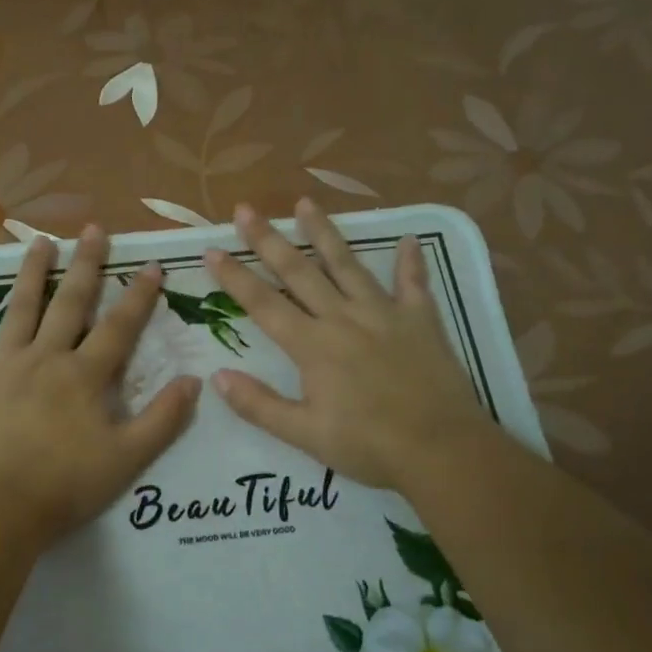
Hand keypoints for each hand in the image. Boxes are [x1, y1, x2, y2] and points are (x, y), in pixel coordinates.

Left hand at [0, 227, 201, 546]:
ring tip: (39, 242)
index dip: (139, 297)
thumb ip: (163, 419)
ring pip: (20, 311)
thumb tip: (194, 381)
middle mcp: (46, 358)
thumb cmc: (67, 486)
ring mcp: (3, 368)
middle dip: (86, 266)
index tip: (153, 266)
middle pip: (69, 304)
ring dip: (32, 275)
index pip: (119, 327)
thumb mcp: (128, 458)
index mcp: (84, 376)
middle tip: (93, 230)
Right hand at [204, 200, 493, 490]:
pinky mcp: (421, 320)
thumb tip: (217, 377)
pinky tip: (408, 240)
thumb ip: (259, 405)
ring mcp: (384, 314)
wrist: (441, 449)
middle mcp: (343, 318)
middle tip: (245, 209)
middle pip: (299, 271)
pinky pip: (413, 283)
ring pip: (348, 264)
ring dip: (324, 233)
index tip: (211, 249)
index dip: (234, 276)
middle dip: (268, 239)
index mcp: (312, 346)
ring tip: (305, 203)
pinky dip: (410, 262)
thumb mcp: (304, 434)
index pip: (263, 303)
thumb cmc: (368, 445)